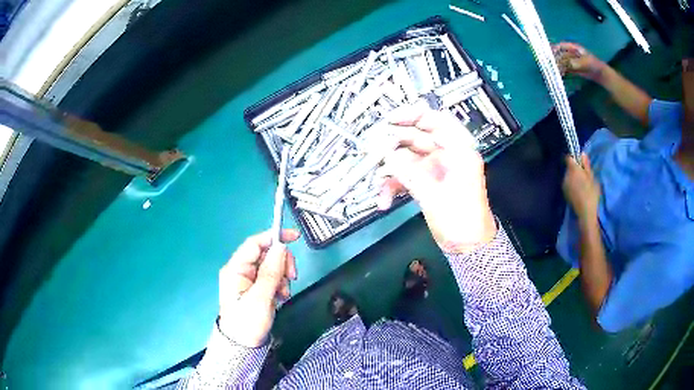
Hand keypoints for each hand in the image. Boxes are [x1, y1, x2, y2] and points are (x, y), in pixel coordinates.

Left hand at [218, 229, 299, 347]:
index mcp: (235, 269)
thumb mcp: (261, 297)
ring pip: (272, 266)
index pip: (255, 243)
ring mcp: (248, 280)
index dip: (274, 237)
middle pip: (266, 254)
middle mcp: (241, 270)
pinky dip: (280, 284)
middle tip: (292, 277)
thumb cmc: (248, 322)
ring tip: (283, 294)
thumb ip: (271, 272)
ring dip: (282, 276)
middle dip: (281, 263)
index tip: (294, 237)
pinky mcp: (256, 288)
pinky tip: (280, 297)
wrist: (243, 346)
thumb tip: (281, 247)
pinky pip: (272, 278)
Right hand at [378, 106, 496, 253]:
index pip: (436, 120)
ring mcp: (434, 169)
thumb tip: (385, 154)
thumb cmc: (461, 219)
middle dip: (392, 145)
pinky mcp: (425, 182)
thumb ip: (410, 172)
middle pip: (416, 137)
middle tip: (371, 152)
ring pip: (406, 158)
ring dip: (389, 170)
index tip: (389, 120)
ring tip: (376, 184)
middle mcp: (445, 154)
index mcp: (458, 150)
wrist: (468, 247)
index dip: (413, 115)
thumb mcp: (435, 195)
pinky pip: (405, 176)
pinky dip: (392, 186)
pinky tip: (382, 200)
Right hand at [553, 42, 605, 81]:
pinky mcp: (574, 68)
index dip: (555, 48)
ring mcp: (573, 61)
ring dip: (559, 65)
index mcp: (574, 48)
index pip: (562, 46)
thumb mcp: (585, 63)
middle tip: (550, 63)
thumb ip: (575, 63)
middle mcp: (572, 53)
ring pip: (563, 62)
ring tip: (554, 70)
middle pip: (561, 54)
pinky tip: (560, 74)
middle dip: (556, 58)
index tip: (550, 52)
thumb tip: (565, 64)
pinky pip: (566, 68)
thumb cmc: (593, 65)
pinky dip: (563, 71)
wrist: (600, 74)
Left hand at [562, 154, 600, 224]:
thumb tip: (582, 154)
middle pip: (569, 167)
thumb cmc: (591, 194)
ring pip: (568, 176)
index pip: (568, 158)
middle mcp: (566, 176)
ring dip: (573, 177)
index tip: (579, 162)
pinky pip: (567, 184)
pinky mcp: (564, 193)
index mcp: (573, 170)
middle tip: (584, 175)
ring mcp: (564, 185)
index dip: (573, 158)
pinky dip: (572, 184)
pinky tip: (578, 191)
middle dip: (575, 169)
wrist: (585, 213)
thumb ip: (586, 165)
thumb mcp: (592, 178)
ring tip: (582, 184)